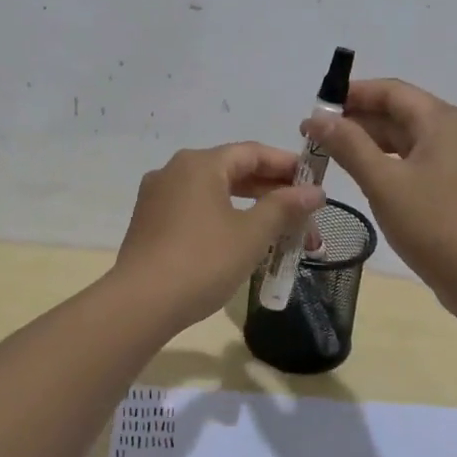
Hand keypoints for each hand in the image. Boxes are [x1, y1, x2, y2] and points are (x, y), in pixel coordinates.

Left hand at [114, 142, 324, 327]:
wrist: (140, 304)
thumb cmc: (203, 261)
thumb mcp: (252, 233)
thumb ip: (284, 207)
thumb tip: (314, 191)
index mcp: (200, 164)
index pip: (253, 152)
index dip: (287, 165)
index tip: (315, 183)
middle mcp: (175, 170)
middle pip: (233, 171)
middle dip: (272, 192)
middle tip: (304, 213)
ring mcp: (158, 197)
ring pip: (214, 193)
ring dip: (250, 208)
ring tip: (280, 230)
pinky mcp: (149, 223)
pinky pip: (196, 209)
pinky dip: (224, 218)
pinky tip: (242, 241)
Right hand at [306, 78, 456, 311]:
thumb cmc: (435, 224)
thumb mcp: (384, 183)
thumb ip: (349, 145)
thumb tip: (318, 118)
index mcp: (444, 120)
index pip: (392, 91)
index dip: (352, 94)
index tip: (316, 107)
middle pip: (401, 113)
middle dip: (358, 120)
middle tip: (315, 135)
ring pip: (409, 139)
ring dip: (371, 142)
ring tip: (332, 154)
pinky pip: (420, 161)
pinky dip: (390, 162)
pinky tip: (365, 175)